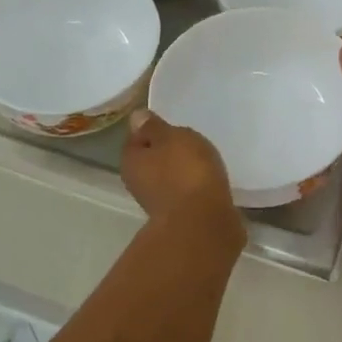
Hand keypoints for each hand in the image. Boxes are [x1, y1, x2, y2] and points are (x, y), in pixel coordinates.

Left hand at [120, 110, 241, 235]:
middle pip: (152, 160)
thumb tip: (136, 117)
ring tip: (205, 160)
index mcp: (131, 161)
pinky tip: (211, 181)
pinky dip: (196, 187)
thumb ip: (155, 127)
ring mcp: (160, 203)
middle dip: (168, 152)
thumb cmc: (185, 172)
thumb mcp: (171, 137)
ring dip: (183, 171)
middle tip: (190, 140)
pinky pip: (187, 193)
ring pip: (170, 178)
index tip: (171, 125)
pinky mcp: (182, 217)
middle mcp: (138, 183)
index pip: (136, 138)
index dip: (152, 129)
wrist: (204, 224)